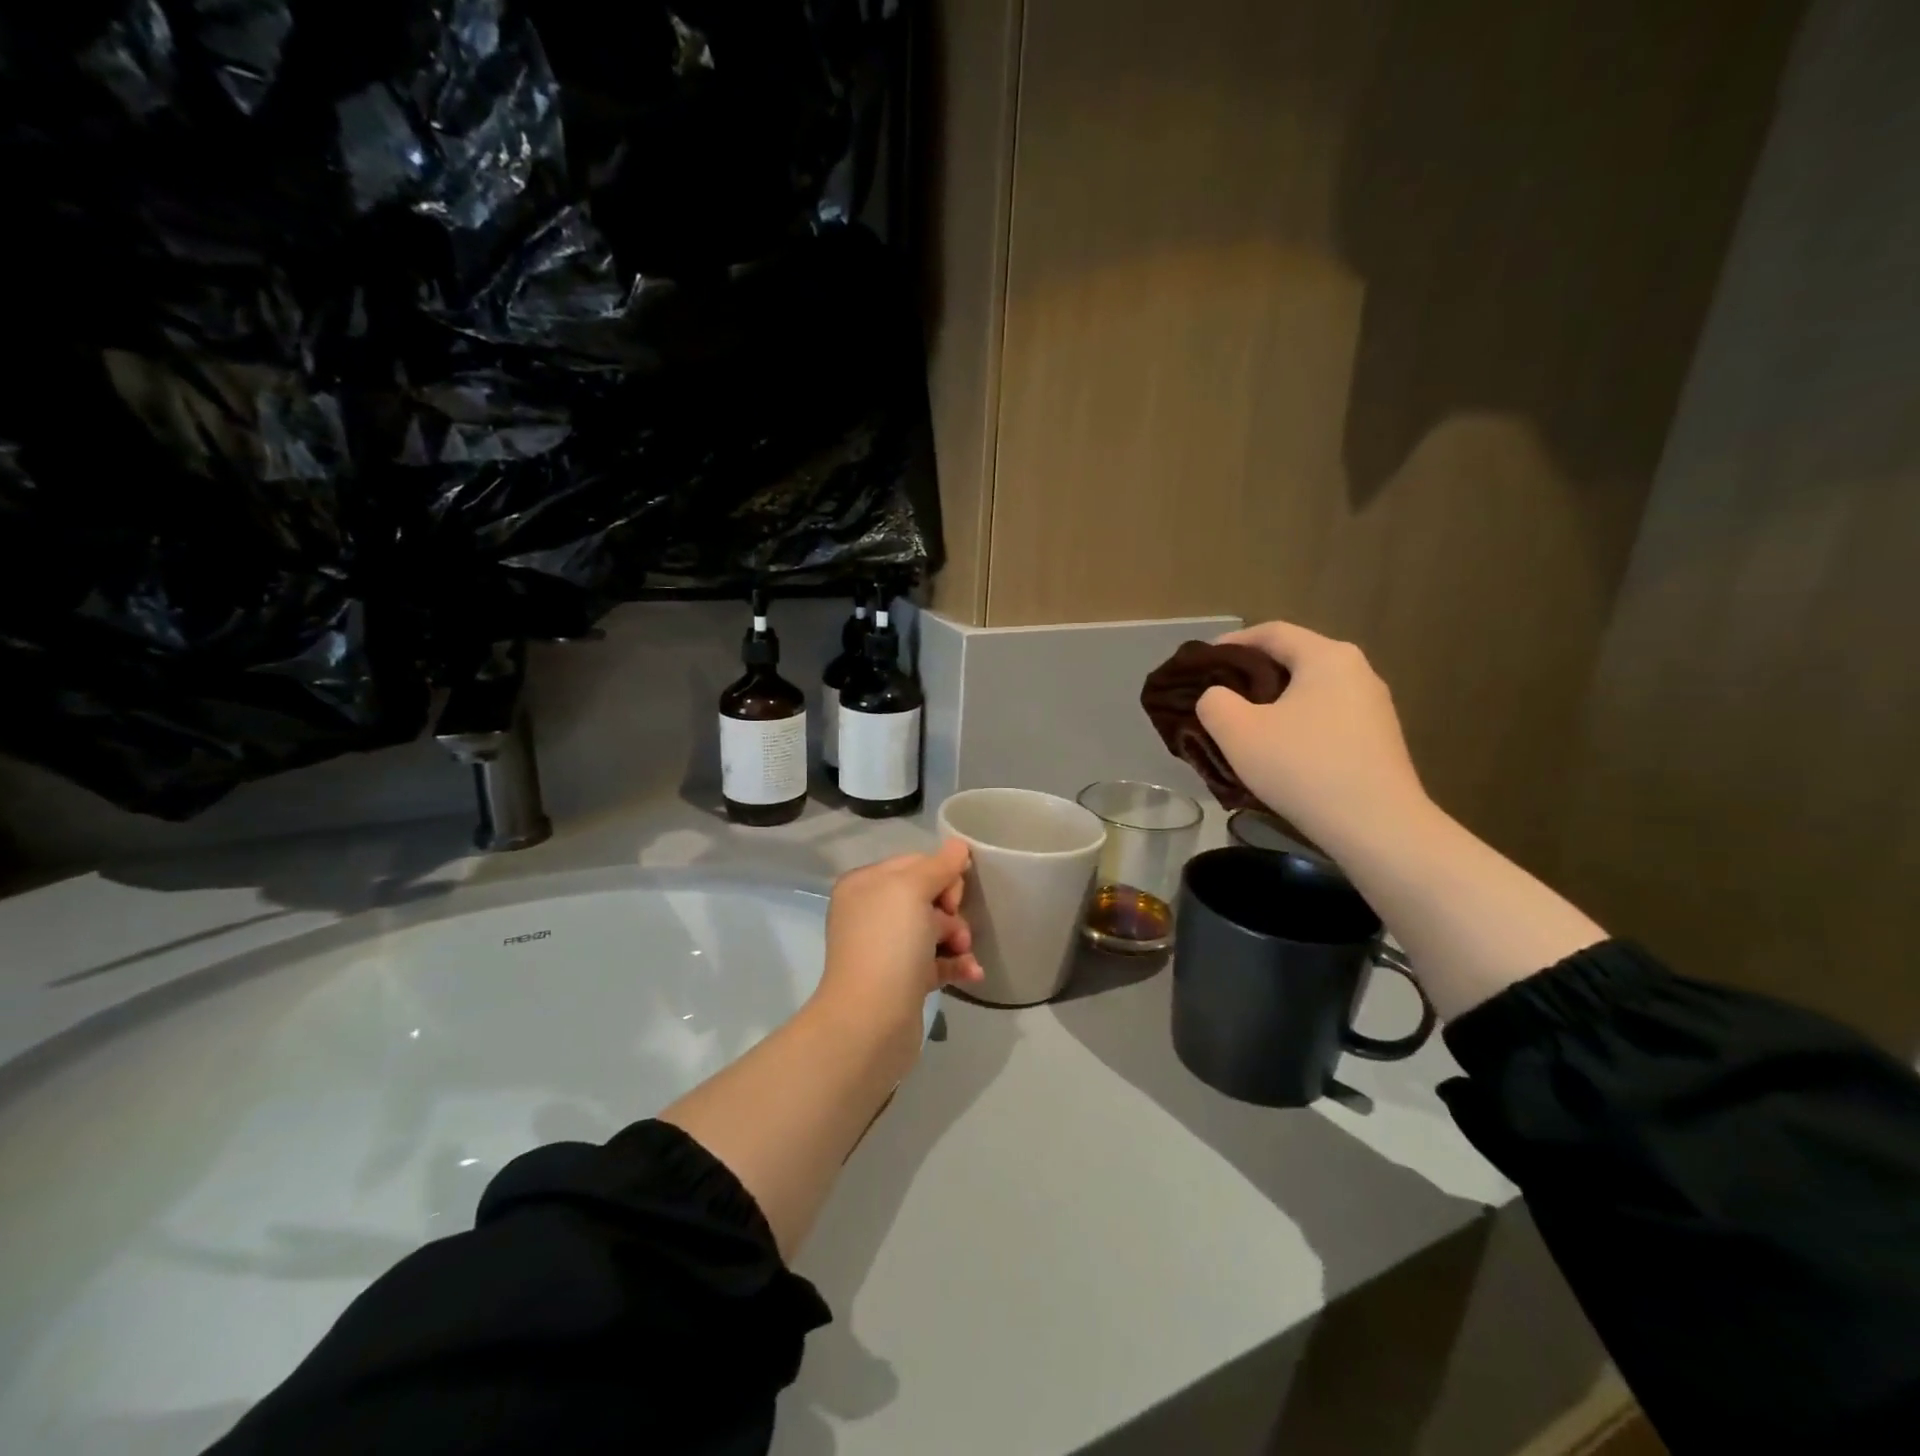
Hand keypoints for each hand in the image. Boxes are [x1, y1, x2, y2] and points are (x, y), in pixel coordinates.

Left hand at [814, 840, 984, 1032]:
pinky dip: (956, 964)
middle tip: (954, 929)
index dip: (941, 875)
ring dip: (958, 938)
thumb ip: (938, 865)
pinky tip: (973, 973)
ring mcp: (886, 948)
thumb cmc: (889, 944)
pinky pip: (937, 961)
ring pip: (935, 929)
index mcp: (865, 885)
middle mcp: (871, 913)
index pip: (914, 863)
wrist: (870, 1022)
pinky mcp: (902, 980)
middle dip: (951, 910)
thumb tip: (958, 845)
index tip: (952, 896)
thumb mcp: (912, 890)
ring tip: (963, 953)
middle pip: (927, 896)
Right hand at [1197, 621, 1429, 852]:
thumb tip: (1217, 698)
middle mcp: (1357, 671)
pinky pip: (1327, 718)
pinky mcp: (1379, 740)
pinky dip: (1297, 724)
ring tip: (1243, 727)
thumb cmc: (1303, 768)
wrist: (1377, 827)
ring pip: (1310, 692)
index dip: (1231, 643)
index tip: (1201, 662)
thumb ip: (1214, 703)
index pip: (1271, 632)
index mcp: (1326, 656)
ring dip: (1274, 703)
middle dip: (1251, 675)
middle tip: (1218, 696)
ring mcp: (1374, 707)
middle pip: (1293, 660)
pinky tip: (1279, 753)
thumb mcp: (1238, 732)